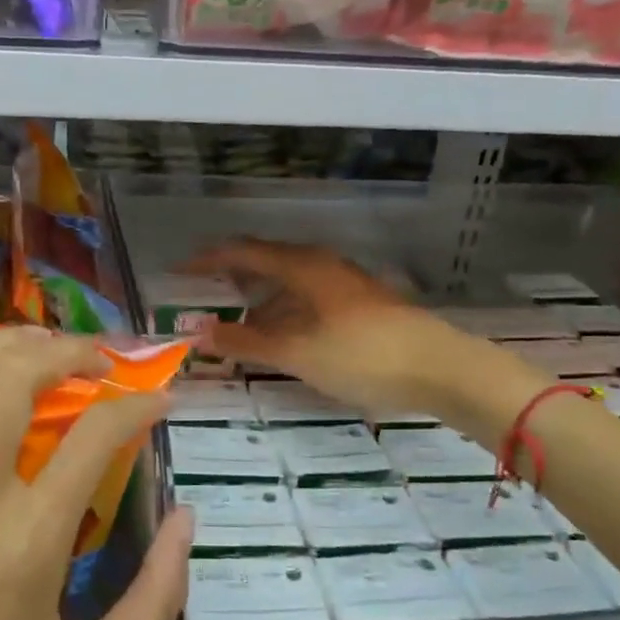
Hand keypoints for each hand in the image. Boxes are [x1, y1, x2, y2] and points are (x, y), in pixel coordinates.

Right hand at [184, 239, 478, 416]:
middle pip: (265, 263)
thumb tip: (198, 333)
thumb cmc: (363, 355)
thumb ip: (246, 343)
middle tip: (202, 302)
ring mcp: (343, 283)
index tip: (179, 274)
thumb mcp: (297, 353)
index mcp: (302, 266)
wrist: (441, 368)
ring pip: (287, 284)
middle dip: (231, 281)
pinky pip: (306, 299)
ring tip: (235, 330)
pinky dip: (283, 314)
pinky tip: (279, 340)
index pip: (242, 252)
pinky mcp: (359, 304)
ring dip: (258, 303)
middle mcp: (321, 265)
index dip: (207, 261)